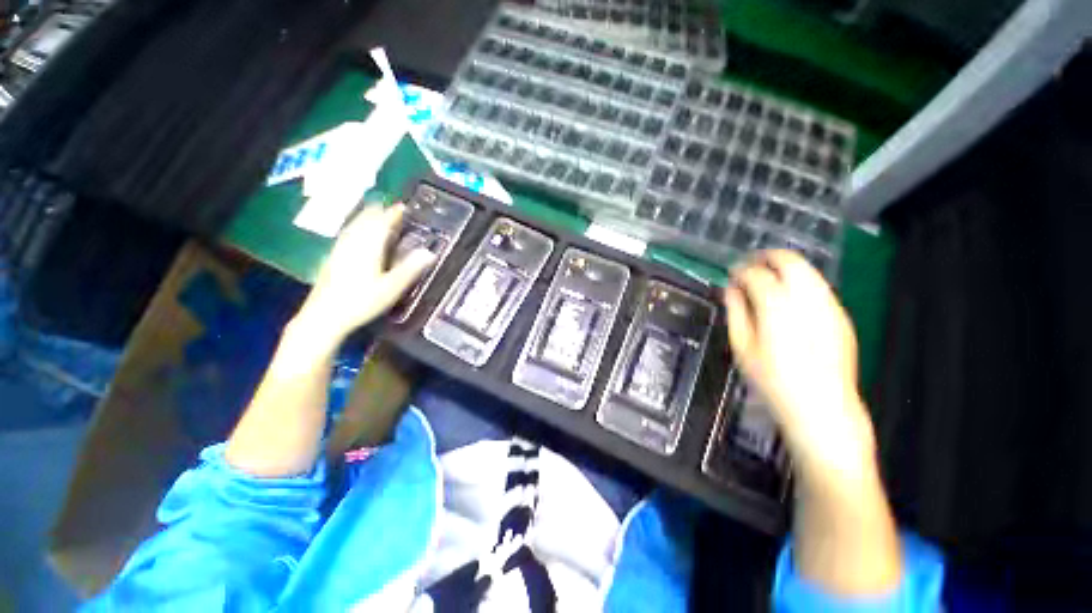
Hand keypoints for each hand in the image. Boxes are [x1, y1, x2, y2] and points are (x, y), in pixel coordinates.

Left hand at [296, 203, 434, 343]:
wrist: (324, 316)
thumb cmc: (361, 302)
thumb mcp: (391, 288)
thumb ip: (410, 269)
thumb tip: (429, 252)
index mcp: (368, 247)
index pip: (382, 222)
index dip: (393, 213)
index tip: (403, 206)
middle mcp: (352, 243)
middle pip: (365, 219)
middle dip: (379, 212)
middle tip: (393, 210)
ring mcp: (340, 249)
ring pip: (354, 225)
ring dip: (367, 217)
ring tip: (377, 215)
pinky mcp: (332, 257)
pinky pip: (347, 233)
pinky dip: (357, 227)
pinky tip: (358, 234)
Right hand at [723, 250, 874, 481]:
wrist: (823, 408)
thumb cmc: (772, 380)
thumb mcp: (742, 347)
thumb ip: (735, 312)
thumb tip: (731, 289)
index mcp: (777, 307)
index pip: (756, 274)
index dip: (740, 270)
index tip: (731, 275)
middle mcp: (807, 299)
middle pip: (789, 260)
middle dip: (766, 257)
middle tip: (749, 265)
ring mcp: (830, 305)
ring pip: (808, 269)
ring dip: (785, 267)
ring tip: (767, 278)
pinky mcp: (841, 315)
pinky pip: (819, 286)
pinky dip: (800, 282)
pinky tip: (789, 298)